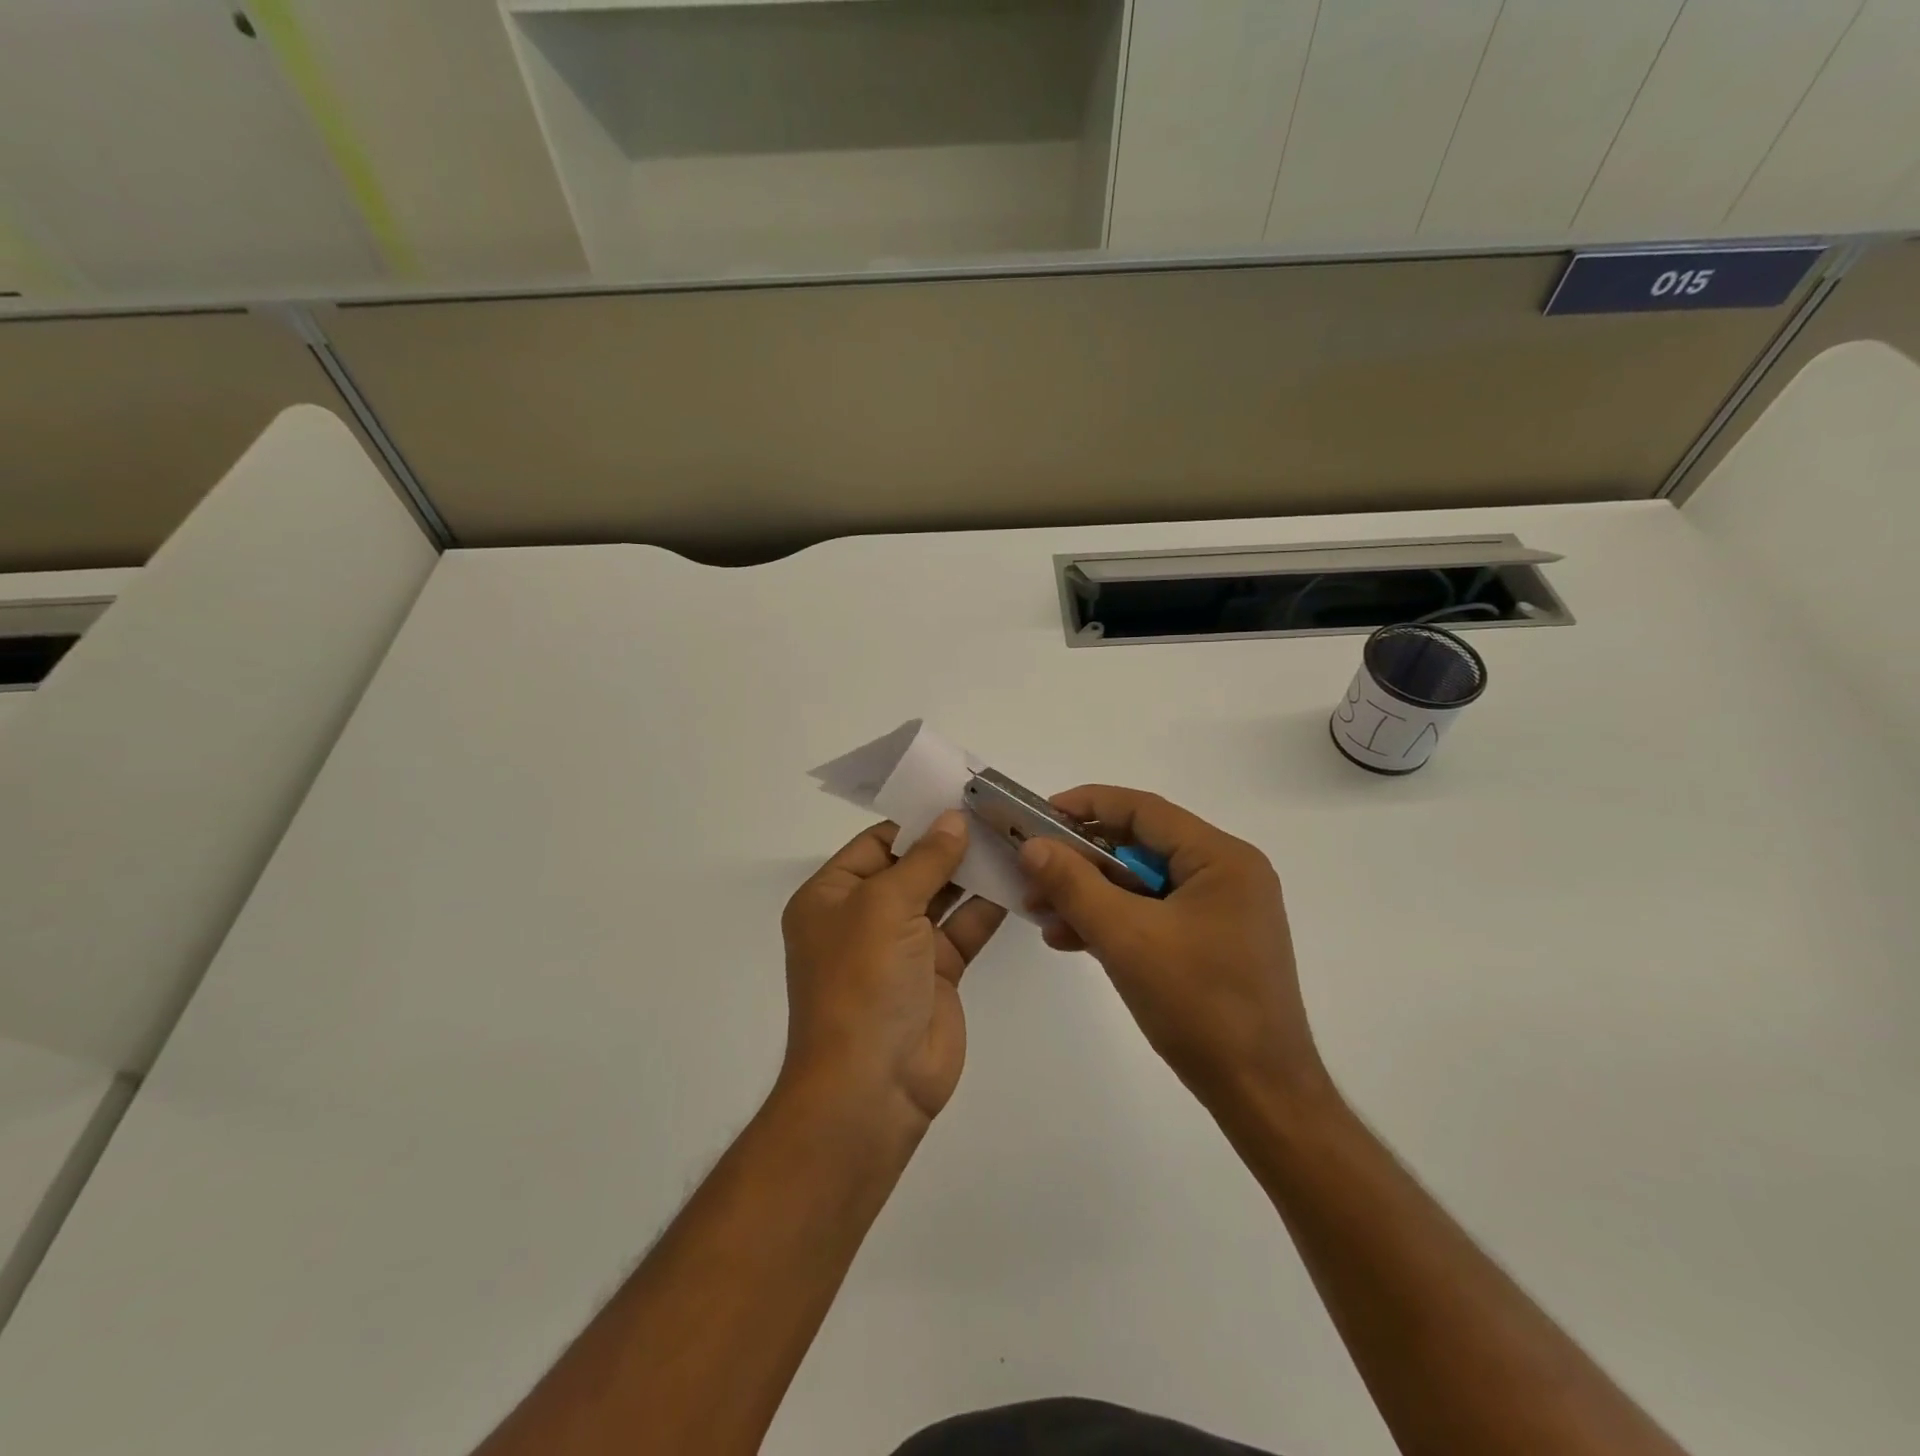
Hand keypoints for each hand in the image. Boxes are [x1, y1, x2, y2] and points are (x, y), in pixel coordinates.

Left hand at [781, 811, 1006, 1130]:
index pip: (878, 844)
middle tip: (997, 813)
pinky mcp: (937, 974)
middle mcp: (863, 918)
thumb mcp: (885, 906)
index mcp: (831, 896)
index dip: (918, 821)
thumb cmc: (862, 981)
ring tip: (1013, 838)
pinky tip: (1018, 880)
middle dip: (950, 844)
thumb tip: (953, 819)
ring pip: (942, 897)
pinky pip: (964, 929)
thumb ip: (925, 860)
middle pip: (912, 867)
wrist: (873, 1086)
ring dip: (973, 872)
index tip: (961, 798)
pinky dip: (988, 907)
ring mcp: (902, 947)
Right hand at [1018, 786, 1325, 1109]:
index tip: (1038, 816)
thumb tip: (1032, 846)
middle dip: (1081, 861)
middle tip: (1033, 872)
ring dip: (1091, 895)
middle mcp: (1227, 873)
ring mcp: (1223, 910)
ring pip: (1143, 884)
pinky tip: (1071, 938)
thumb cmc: (1199, 1006)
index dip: (1086, 805)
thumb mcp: (1126, 938)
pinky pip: (1155, 914)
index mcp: (1221, 858)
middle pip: (1141, 846)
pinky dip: (1115, 922)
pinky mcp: (1214, 942)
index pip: (1144, 810)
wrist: (1260, 1096)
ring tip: (1042, 914)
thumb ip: (1074, 885)